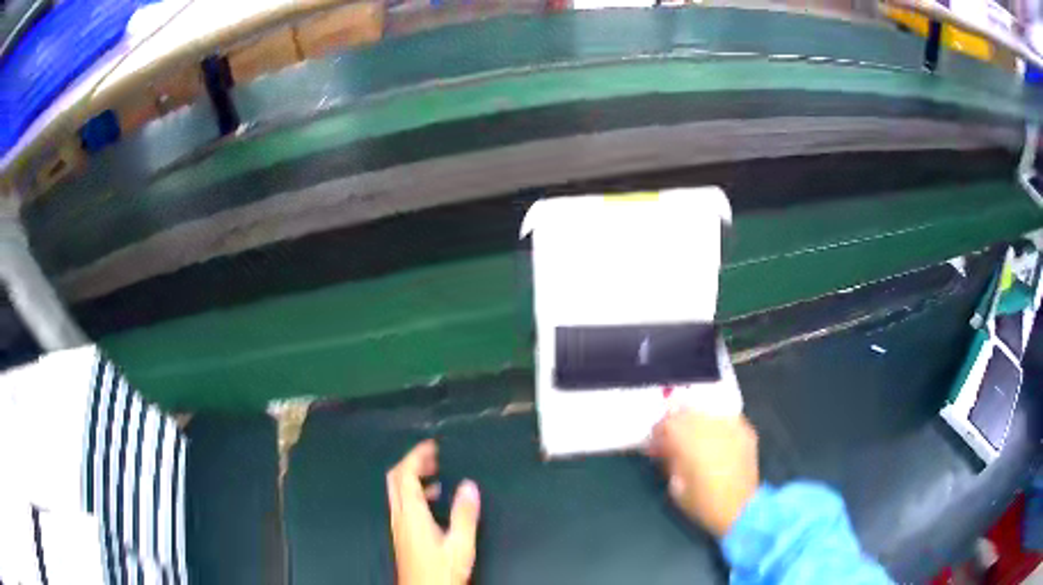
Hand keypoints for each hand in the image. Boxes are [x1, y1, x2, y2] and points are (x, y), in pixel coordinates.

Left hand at [387, 440, 480, 584]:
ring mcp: (399, 526)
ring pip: (397, 491)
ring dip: (412, 477)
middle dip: (411, 462)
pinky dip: (414, 493)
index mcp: (412, 515)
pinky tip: (433, 502)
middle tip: (432, 455)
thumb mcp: (460, 544)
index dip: (415, 455)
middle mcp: (400, 516)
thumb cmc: (440, 572)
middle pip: (395, 479)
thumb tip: (469, 485)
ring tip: (436, 474)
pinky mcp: (402, 535)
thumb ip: (464, 514)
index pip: (405, 474)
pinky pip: (402, 504)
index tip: (431, 445)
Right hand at [649, 411, 758, 537]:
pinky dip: (717, 421)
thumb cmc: (703, 504)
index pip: (669, 422)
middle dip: (677, 418)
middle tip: (672, 432)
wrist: (741, 510)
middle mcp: (712, 429)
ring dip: (697, 416)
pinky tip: (714, 432)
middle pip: (688, 410)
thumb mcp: (676, 487)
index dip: (659, 428)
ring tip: (693, 430)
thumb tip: (664, 450)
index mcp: (691, 444)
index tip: (656, 440)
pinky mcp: (746, 431)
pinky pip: (727, 417)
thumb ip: (670, 462)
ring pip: (708, 409)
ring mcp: (732, 427)